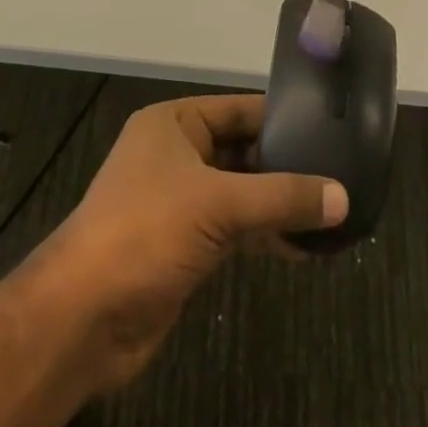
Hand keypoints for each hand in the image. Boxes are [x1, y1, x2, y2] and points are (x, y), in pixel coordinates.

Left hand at [36, 95, 345, 391]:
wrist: (84, 317)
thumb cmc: (145, 233)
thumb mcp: (217, 205)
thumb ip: (281, 197)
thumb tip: (343, 196)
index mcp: (174, 123)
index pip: (239, 109)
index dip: (283, 117)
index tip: (332, 127)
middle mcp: (176, 154)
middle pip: (243, 151)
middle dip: (287, 165)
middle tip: (342, 174)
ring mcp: (180, 201)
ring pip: (241, 192)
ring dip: (279, 205)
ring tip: (333, 213)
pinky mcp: (185, 244)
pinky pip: (235, 228)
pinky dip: (265, 235)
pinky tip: (303, 248)